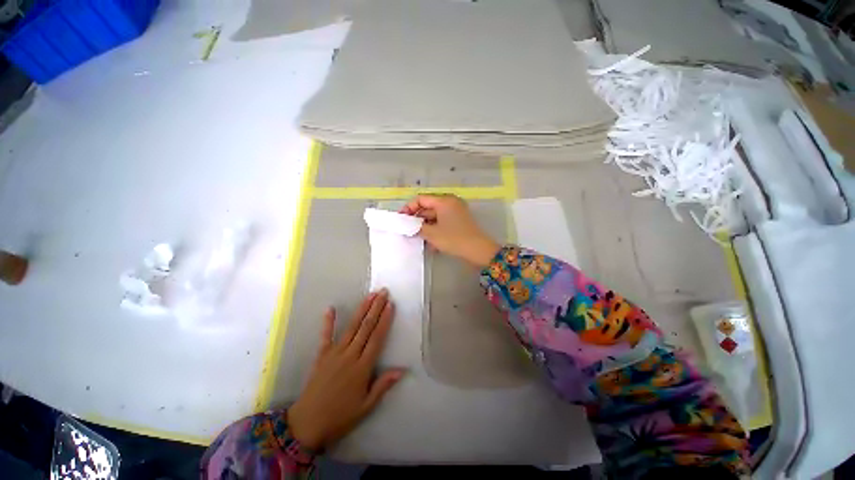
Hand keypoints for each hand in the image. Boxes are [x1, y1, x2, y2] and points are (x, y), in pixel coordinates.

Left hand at [288, 289, 403, 450]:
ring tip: (370, 295)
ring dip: (362, 309)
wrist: (307, 424)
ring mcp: (334, 353)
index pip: (377, 338)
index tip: (390, 305)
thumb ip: (383, 385)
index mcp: (363, 367)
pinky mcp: (321, 355)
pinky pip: (326, 335)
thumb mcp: (366, 406)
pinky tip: (331, 308)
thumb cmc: (340, 416)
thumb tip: (402, 370)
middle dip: (376, 307)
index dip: (385, 320)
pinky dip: (328, 322)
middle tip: (383, 292)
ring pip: (352, 326)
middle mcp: (350, 355)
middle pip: (366, 327)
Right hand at [401, 194, 499, 266]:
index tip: (401, 219)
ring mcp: (456, 212)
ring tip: (417, 238)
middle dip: (417, 219)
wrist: (478, 250)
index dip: (409, 208)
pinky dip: (435, 229)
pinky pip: (443, 222)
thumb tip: (408, 225)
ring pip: (435, 216)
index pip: (421, 199)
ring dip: (425, 226)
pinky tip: (430, 242)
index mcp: (444, 201)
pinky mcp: (459, 221)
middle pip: (428, 207)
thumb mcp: (432, 234)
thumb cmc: (454, 239)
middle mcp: (450, 203)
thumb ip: (417, 227)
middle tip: (407, 230)